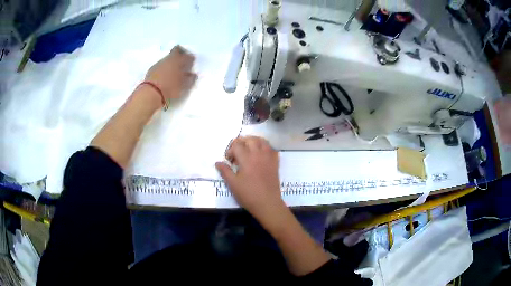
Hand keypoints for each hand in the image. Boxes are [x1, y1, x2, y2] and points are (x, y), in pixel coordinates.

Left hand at [145, 45, 196, 99]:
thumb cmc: (171, 89)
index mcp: (180, 61)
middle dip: (181, 53)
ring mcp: (160, 62)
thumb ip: (190, 79)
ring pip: (168, 57)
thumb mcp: (184, 86)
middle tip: (183, 61)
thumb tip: (193, 75)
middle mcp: (170, 58)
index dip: (191, 58)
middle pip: (177, 50)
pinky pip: (161, 64)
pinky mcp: (152, 68)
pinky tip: (164, 75)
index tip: (192, 63)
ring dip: (171, 61)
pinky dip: (164, 67)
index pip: (188, 55)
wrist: (151, 93)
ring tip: (173, 70)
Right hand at [215, 136, 283, 219]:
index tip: (229, 160)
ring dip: (253, 141)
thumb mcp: (233, 184)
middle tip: (237, 151)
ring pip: (262, 141)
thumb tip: (218, 162)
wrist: (267, 204)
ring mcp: (268, 157)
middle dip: (241, 142)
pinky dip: (265, 147)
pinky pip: (271, 148)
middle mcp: (258, 154)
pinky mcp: (275, 163)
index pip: (237, 145)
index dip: (230, 150)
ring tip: (248, 149)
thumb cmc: (248, 195)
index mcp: (247, 159)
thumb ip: (225, 171)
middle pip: (250, 139)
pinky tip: (260, 154)